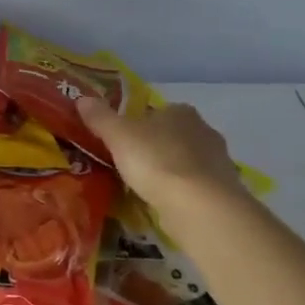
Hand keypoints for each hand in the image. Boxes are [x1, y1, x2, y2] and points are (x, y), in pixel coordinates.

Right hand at [75, 98, 243, 206]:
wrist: (199, 206)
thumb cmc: (156, 160)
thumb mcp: (118, 135)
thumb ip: (100, 117)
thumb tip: (82, 98)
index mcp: (180, 111)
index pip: (156, 111)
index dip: (137, 123)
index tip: (120, 139)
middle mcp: (204, 130)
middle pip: (171, 135)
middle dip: (153, 147)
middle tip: (128, 163)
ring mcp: (218, 161)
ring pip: (184, 161)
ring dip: (167, 170)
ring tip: (143, 186)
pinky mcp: (222, 190)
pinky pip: (193, 185)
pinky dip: (179, 191)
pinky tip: (163, 202)